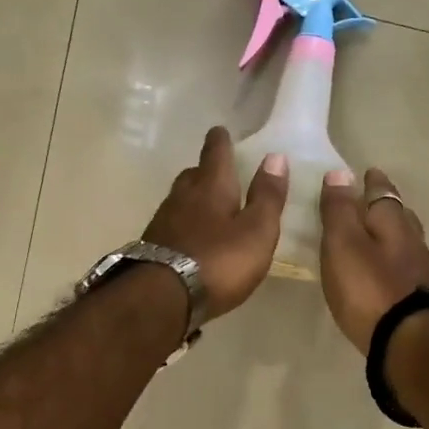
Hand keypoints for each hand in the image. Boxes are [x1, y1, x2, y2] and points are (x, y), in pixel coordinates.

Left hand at [142, 127, 287, 320]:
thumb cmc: (219, 261)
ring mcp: (163, 222)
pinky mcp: (152, 247)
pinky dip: (183, 225)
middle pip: (193, 175)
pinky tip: (190, 238)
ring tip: (206, 206)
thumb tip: (275, 157)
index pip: (215, 153)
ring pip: (179, 200)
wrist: (163, 297)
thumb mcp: (257, 230)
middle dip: (204, 171)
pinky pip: (171, 226)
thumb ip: (268, 196)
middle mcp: (182, 197)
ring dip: (192, 199)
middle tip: (216, 172)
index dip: (220, 141)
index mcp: (211, 187)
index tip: (221, 131)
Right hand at [319, 167, 428, 352]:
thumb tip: (340, 172)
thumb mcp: (343, 244)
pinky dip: (396, 261)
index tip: (368, 171)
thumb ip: (340, 210)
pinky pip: (406, 267)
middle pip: (399, 215)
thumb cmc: (369, 288)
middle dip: (386, 205)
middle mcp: (411, 241)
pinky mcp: (420, 297)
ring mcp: (420, 270)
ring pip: (406, 241)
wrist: (408, 340)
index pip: (382, 192)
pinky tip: (388, 270)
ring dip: (394, 233)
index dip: (373, 182)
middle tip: (373, 199)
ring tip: (379, 233)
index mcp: (391, 222)